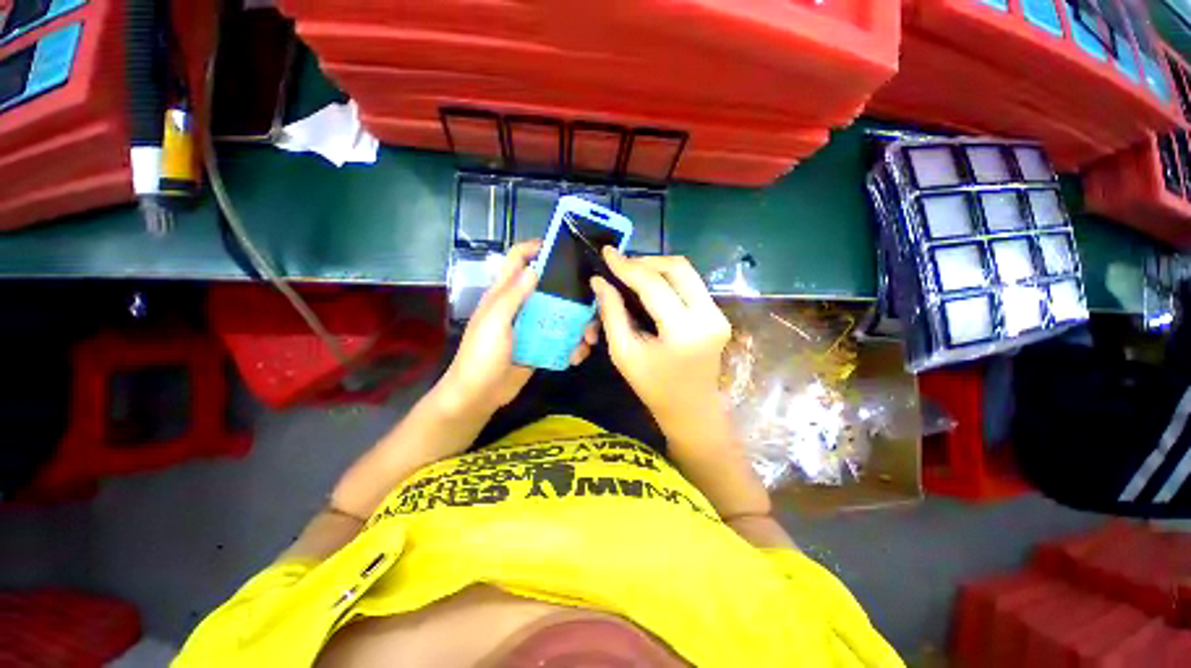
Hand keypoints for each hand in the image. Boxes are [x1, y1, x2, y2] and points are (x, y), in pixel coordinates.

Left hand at [436, 241, 597, 415]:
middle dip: (570, 290)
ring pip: (560, 313)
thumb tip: (534, 268)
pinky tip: (579, 353)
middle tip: (592, 299)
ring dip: (578, 322)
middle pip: (548, 286)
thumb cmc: (481, 355)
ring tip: (590, 336)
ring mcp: (532, 326)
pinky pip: (561, 337)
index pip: (517, 259)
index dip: (535, 248)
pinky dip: (573, 343)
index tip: (561, 247)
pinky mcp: (541, 344)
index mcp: (504, 293)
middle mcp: (521, 305)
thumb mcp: (494, 322)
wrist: (480, 395)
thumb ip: (512, 295)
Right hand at [591, 249, 730, 443]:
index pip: (653, 284)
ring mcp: (718, 314)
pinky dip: (668, 279)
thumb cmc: (653, 387)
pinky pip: (691, 284)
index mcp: (684, 331)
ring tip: (632, 274)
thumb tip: (599, 281)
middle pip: (678, 267)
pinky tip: (650, 286)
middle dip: (646, 261)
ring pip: (686, 272)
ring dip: (657, 268)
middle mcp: (708, 316)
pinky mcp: (718, 314)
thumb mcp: (623, 352)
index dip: (627, 266)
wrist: (691, 409)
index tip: (608, 253)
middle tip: (622, 266)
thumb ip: (611, 313)